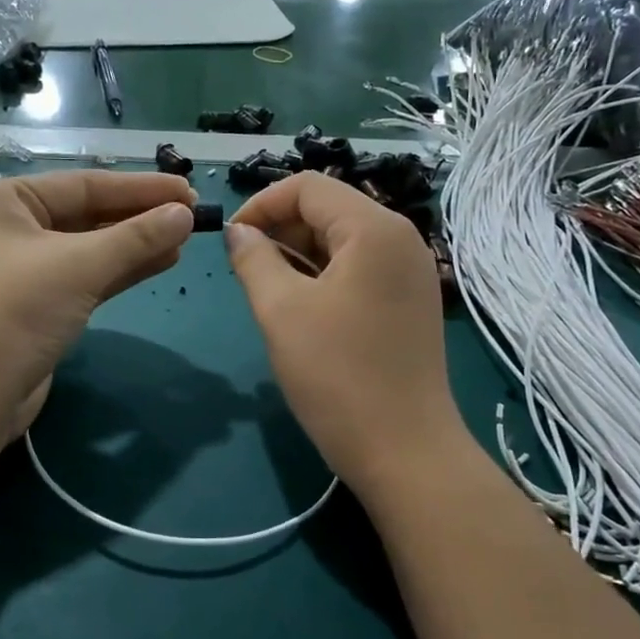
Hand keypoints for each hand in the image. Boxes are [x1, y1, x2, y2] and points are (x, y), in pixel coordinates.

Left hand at [0, 171, 196, 439]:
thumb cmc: (14, 312)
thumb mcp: (78, 266)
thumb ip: (135, 238)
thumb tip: (186, 215)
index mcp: (8, 202)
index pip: (86, 184)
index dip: (141, 188)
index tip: (189, 191)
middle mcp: (14, 229)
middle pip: (89, 214)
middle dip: (140, 216)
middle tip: (193, 216)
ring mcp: (27, 270)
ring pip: (92, 248)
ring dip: (136, 244)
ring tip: (184, 239)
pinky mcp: (40, 305)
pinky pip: (89, 277)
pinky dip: (122, 270)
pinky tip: (160, 263)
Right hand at [225, 173, 460, 497]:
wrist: (404, 451)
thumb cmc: (337, 375)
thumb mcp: (281, 310)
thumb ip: (253, 259)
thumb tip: (239, 233)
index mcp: (374, 228)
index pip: (308, 187)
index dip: (261, 205)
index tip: (230, 241)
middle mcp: (400, 238)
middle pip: (328, 209)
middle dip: (280, 229)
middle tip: (244, 270)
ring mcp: (409, 271)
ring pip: (342, 240)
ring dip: (298, 253)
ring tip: (265, 289)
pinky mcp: (409, 301)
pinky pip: (358, 268)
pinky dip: (323, 274)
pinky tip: (299, 305)